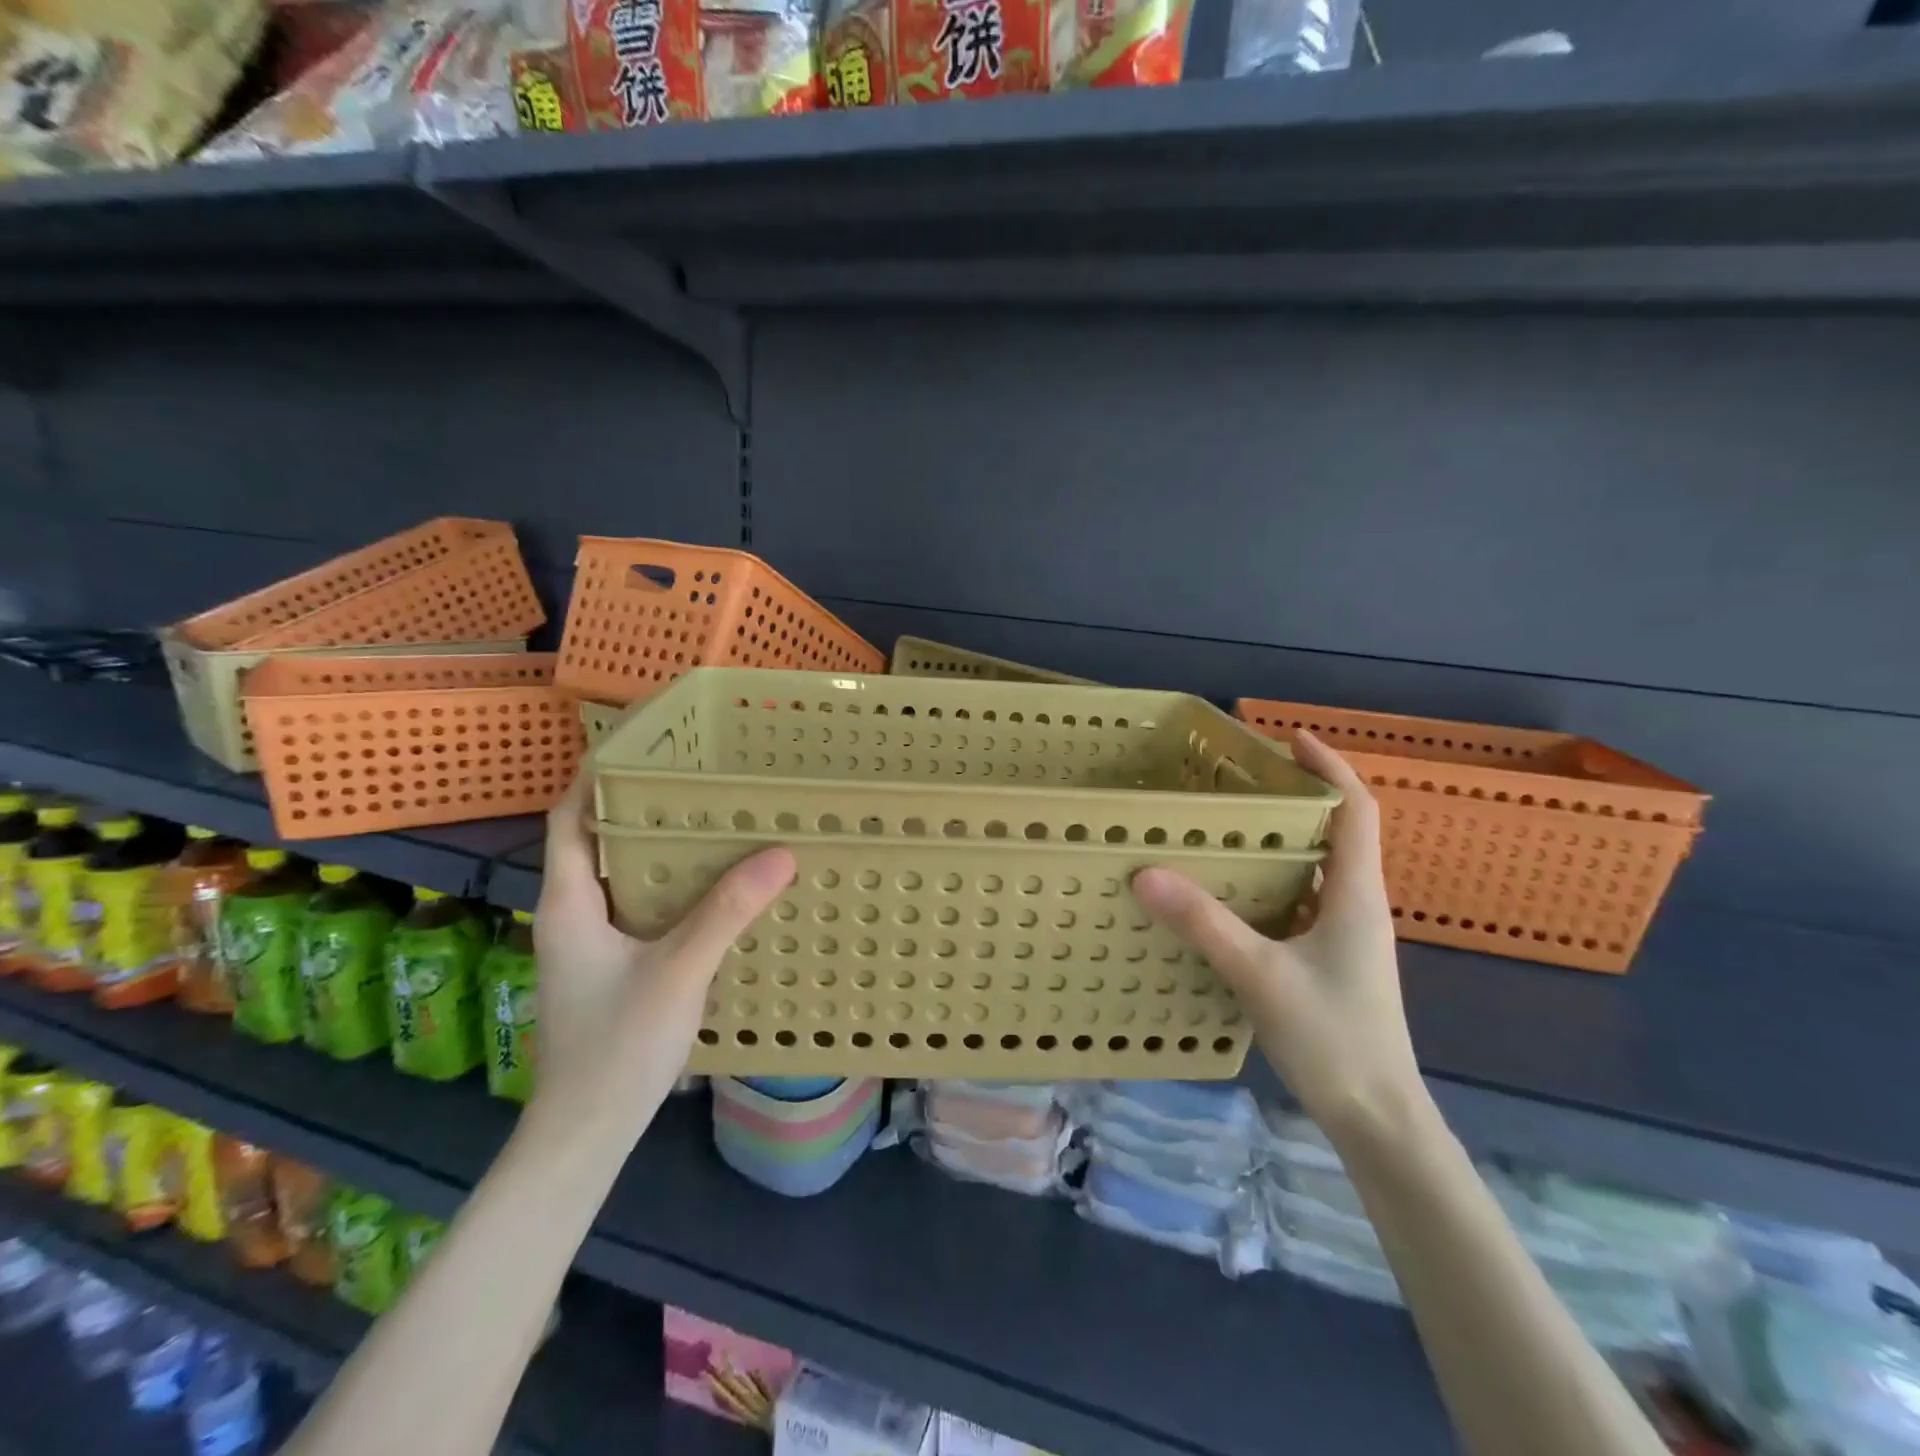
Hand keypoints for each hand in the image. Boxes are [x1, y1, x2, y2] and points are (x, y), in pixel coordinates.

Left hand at [529, 772, 794, 1139]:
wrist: (585, 1132)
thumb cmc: (616, 1047)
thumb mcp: (678, 971)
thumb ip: (726, 911)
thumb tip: (780, 852)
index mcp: (569, 902)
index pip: (569, 819)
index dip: (595, 776)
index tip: (641, 744)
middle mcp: (572, 913)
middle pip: (598, 839)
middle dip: (639, 803)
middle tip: (696, 775)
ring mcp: (589, 943)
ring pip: (620, 874)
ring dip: (656, 844)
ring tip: (711, 818)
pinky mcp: (610, 965)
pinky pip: (638, 905)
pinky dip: (668, 884)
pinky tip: (711, 886)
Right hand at [1132, 731, 1422, 1134]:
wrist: (1379, 1119)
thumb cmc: (1333, 1038)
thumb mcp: (1259, 974)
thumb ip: (1204, 922)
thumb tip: (1146, 872)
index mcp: (1355, 894)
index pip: (1355, 810)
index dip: (1329, 767)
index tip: (1290, 739)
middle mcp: (1357, 905)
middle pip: (1335, 832)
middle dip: (1295, 799)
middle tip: (1238, 782)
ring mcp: (1347, 936)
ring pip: (1317, 870)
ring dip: (1282, 842)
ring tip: (1227, 828)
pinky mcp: (1332, 961)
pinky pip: (1303, 902)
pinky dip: (1274, 882)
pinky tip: (1232, 894)